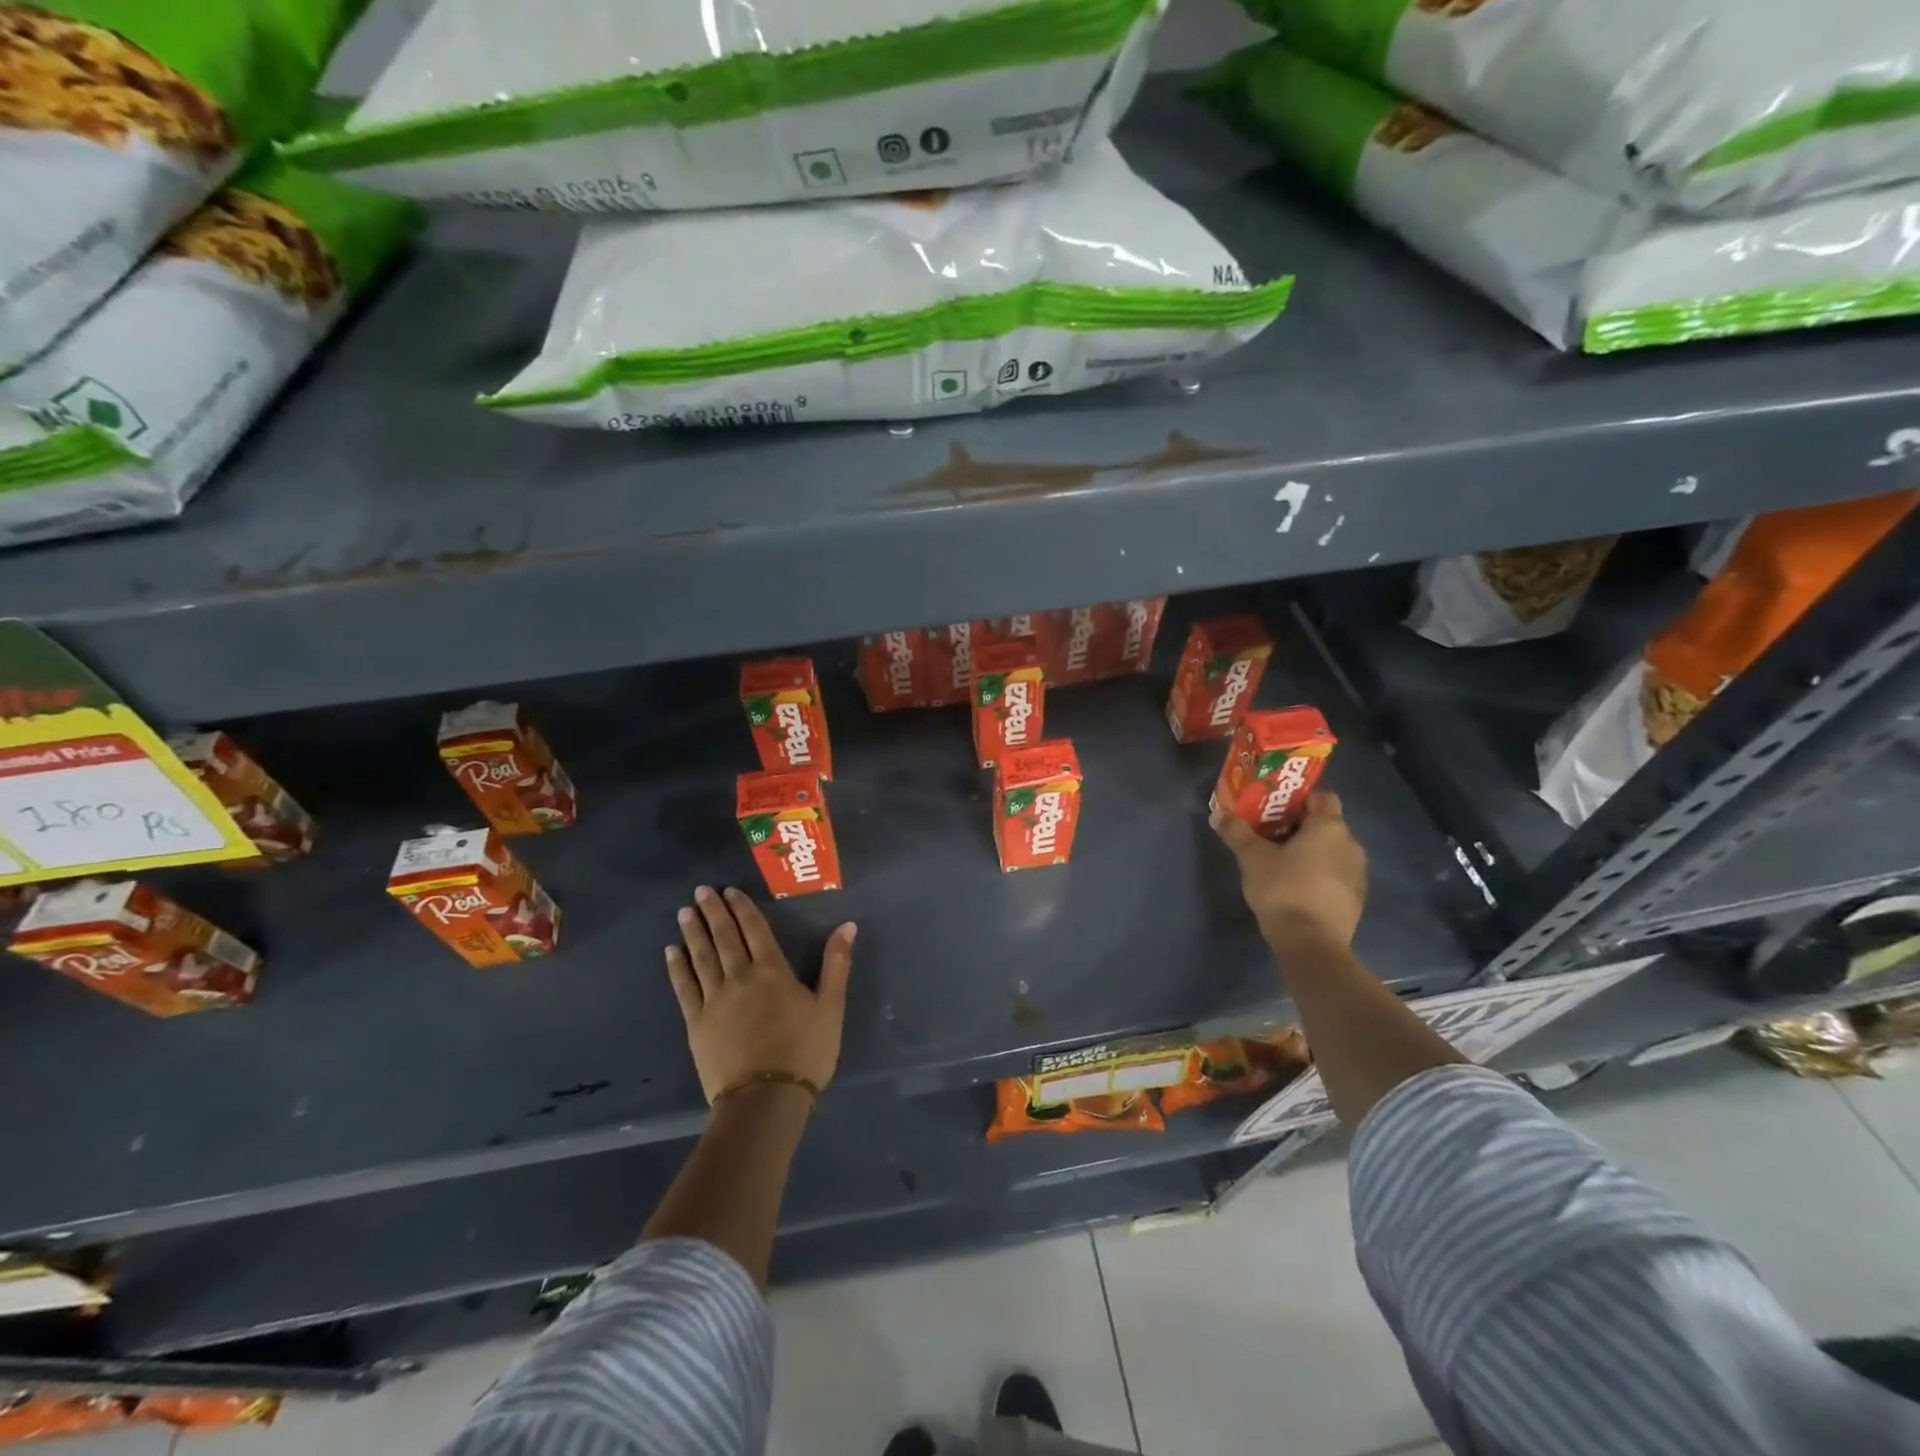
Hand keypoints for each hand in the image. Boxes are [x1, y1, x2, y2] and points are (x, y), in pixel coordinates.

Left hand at [665, 885, 856, 1103]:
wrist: (765, 1099)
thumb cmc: (805, 1052)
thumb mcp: (831, 1007)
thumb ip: (837, 964)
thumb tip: (847, 926)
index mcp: (773, 971)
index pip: (754, 929)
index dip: (742, 908)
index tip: (729, 891)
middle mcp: (740, 977)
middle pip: (724, 937)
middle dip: (713, 912)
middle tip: (701, 891)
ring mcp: (714, 1000)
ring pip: (701, 958)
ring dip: (693, 933)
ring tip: (684, 912)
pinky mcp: (697, 1024)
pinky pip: (684, 988)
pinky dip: (677, 968)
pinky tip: (670, 952)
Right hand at [1210, 791, 1367, 949]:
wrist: (1311, 943)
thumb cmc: (1283, 889)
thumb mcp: (1251, 858)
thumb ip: (1236, 832)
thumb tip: (1219, 814)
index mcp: (1329, 827)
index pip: (1323, 797)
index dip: (1300, 800)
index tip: (1276, 810)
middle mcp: (1351, 844)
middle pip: (1327, 824)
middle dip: (1301, 827)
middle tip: (1271, 836)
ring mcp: (1358, 872)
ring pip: (1333, 850)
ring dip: (1312, 852)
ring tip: (1282, 863)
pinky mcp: (1357, 898)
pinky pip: (1337, 874)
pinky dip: (1321, 874)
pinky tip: (1298, 888)